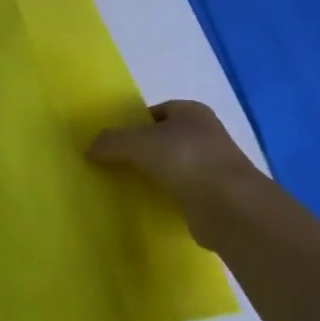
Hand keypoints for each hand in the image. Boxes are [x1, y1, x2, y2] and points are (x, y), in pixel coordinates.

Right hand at [89, 100, 263, 225]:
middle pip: (164, 139)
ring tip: (127, 186)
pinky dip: (166, 197)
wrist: (231, 208)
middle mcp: (206, 135)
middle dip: (142, 151)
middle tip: (115, 164)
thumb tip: (89, 148)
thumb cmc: (186, 160)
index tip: (115, 141)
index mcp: (192, 112)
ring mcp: (213, 167)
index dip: (134, 124)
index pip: (157, 112)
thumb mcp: (139, 143)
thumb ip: (112, 142)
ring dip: (154, 175)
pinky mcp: (214, 198)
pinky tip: (148, 205)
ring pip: (173, 167)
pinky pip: (181, 193)